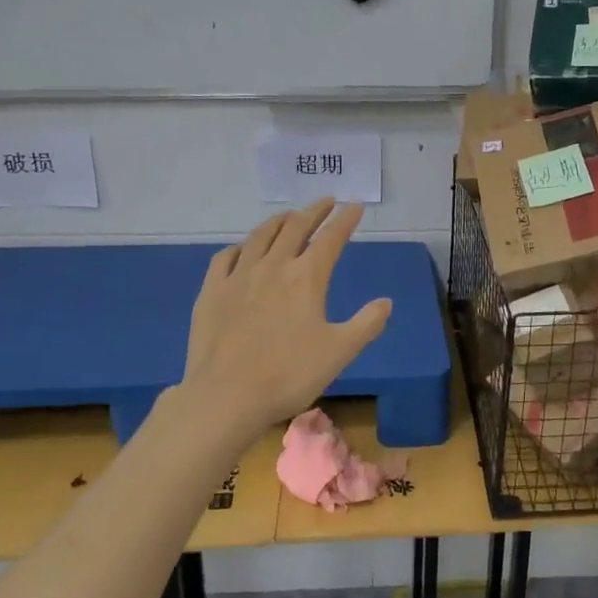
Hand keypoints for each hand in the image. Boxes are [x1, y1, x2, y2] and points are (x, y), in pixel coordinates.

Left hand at [182, 200, 391, 434]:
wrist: (226, 395)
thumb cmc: (289, 374)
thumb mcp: (339, 352)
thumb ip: (366, 324)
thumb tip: (386, 301)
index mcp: (306, 277)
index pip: (331, 238)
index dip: (345, 220)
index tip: (355, 206)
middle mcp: (273, 266)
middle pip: (295, 227)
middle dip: (314, 211)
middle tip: (326, 201)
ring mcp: (238, 276)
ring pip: (260, 236)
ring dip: (278, 221)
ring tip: (289, 216)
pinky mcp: (211, 291)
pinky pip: (226, 257)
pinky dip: (241, 246)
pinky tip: (243, 249)